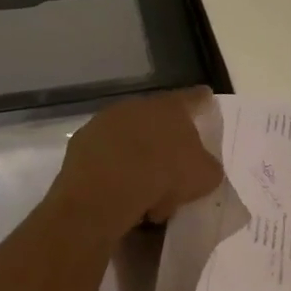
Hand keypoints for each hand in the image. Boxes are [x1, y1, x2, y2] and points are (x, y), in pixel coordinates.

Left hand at [50, 89, 223, 237]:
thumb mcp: (204, 177)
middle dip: (164, 138)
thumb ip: (208, 166)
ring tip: (144, 188)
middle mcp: (137, 105)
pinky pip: (104, 153)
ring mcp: (105, 121)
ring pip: (128, 136)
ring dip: (136, 155)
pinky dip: (112, 167)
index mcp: (171, 108)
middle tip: (171, 166)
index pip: (194, 98)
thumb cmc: (164, 176)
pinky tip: (118, 191)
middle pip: (157, 118)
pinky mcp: (82, 141)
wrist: (106, 191)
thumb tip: (203, 166)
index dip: (203, 102)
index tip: (206, 102)